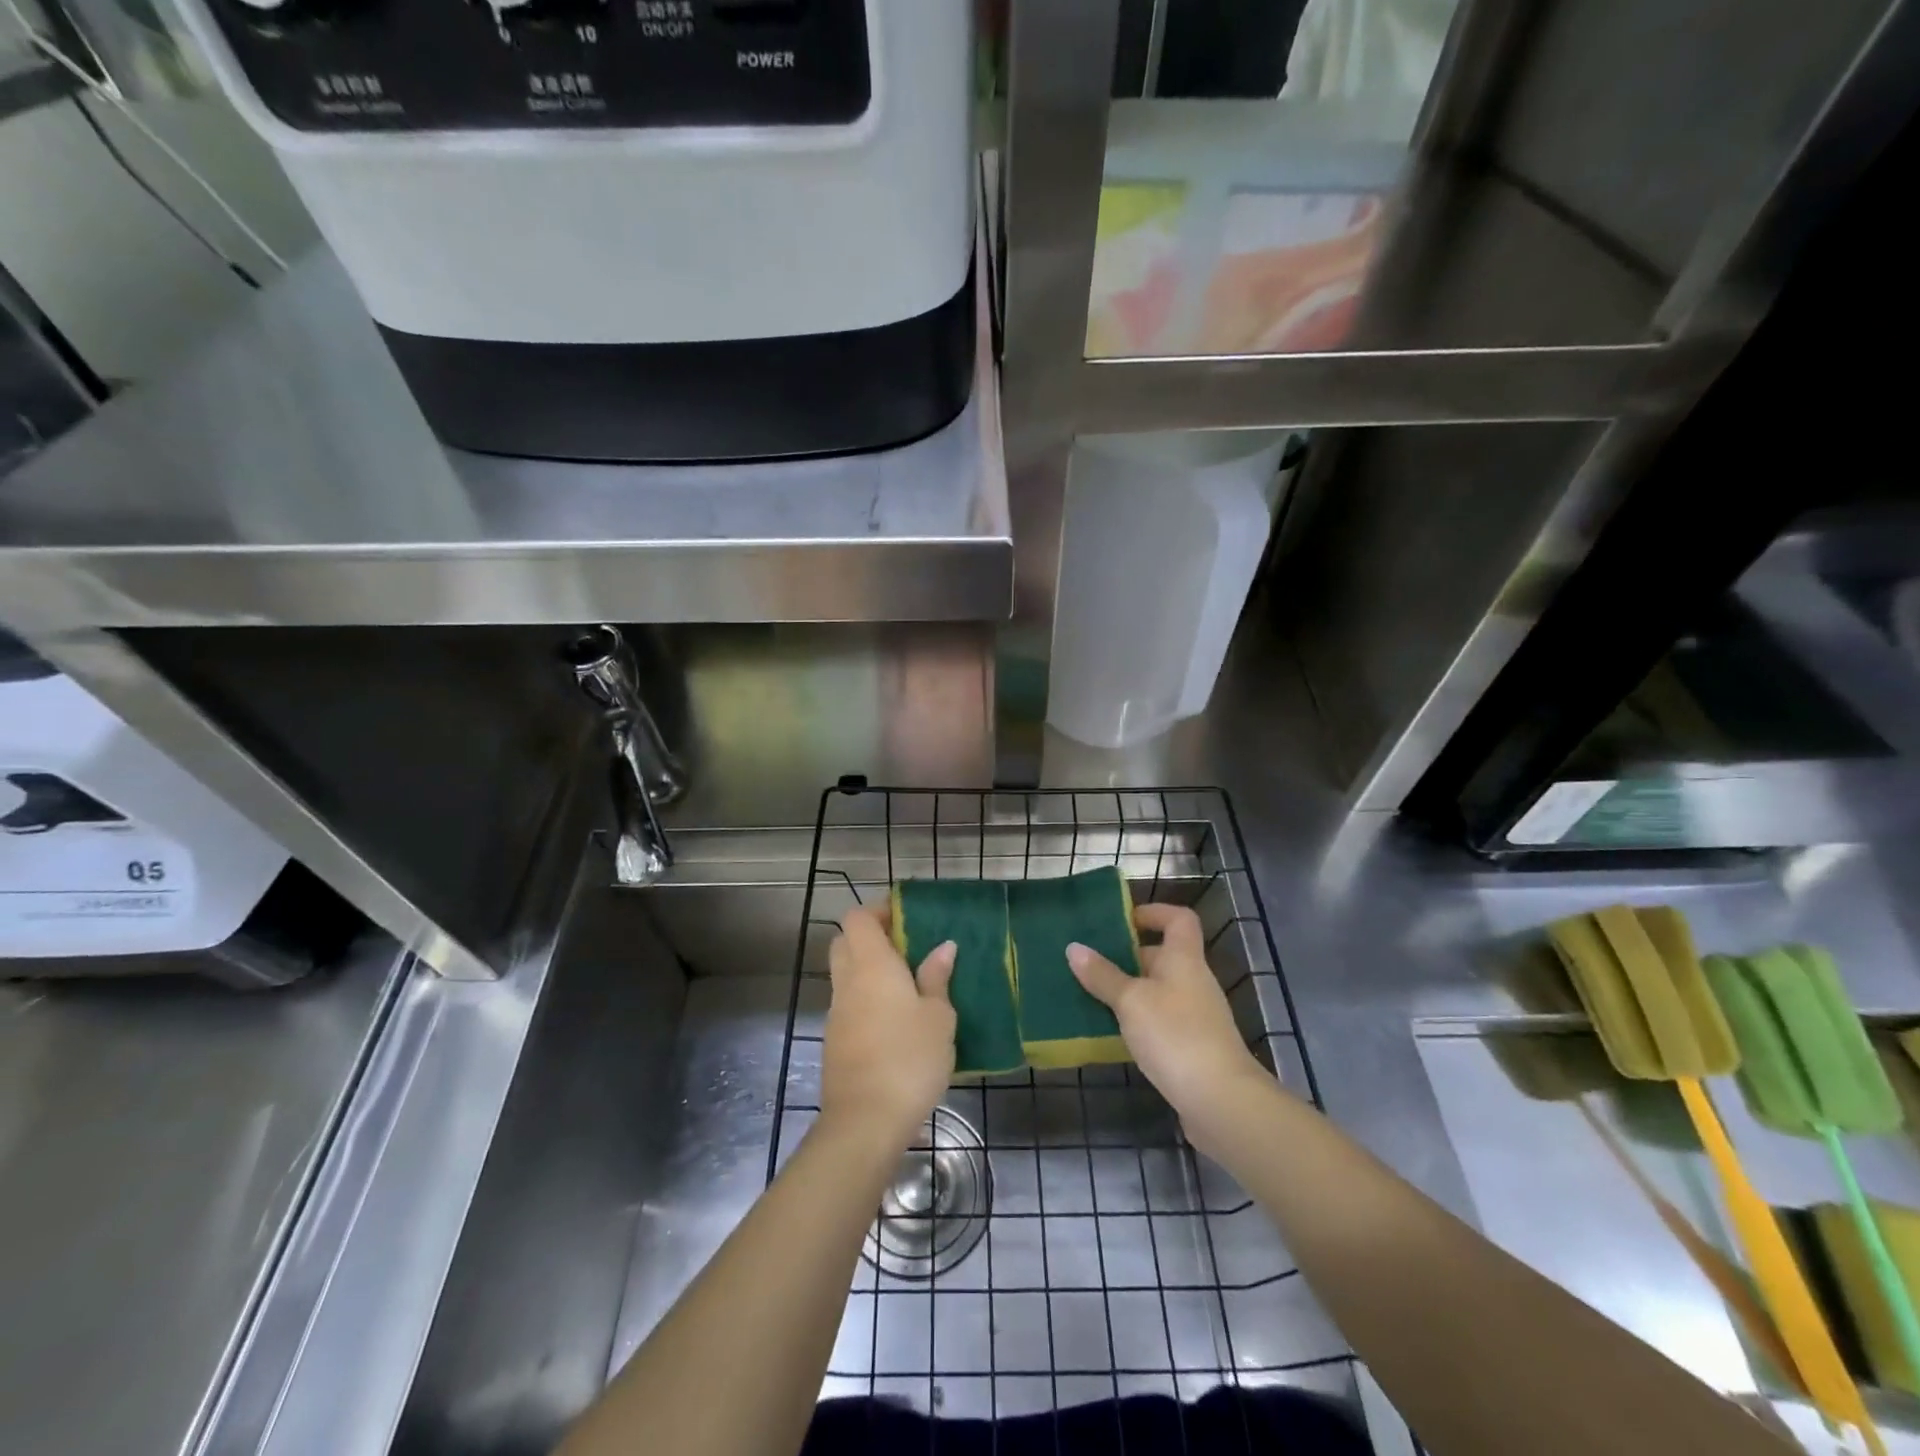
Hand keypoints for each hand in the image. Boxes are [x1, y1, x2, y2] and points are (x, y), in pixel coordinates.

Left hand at [820, 905, 956, 1149]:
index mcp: (871, 964)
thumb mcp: (938, 1016)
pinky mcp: (836, 1041)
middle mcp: (847, 981)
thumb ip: (937, 978)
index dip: (877, 910)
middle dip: (870, 937)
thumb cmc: (909, 1058)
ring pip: (845, 974)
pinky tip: (895, 1019)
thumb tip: (943, 947)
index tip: (905, 916)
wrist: (865, 1120)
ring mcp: (837, 1012)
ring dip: (868, 969)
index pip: (857, 918)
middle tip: (905, 947)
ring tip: (907, 983)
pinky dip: (866, 999)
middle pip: (845, 942)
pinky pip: (849, 1004)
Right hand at [1068, 902, 1268, 1123]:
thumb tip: (1074, 948)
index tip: (1122, 920)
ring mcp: (1195, 1016)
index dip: (1154, 912)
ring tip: (1091, 997)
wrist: (1220, 1100)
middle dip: (1127, 957)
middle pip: (1162, 956)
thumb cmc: (1175, 1034)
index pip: (1179, 919)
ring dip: (1128, 992)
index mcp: (1184, 959)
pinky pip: (1160, 1021)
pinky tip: (1112, 1034)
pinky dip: (1137, 1022)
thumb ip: (1102, 975)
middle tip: (1089, 963)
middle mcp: (1193, 981)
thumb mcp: (1131, 1000)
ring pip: (1157, 991)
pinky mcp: (1191, 1047)